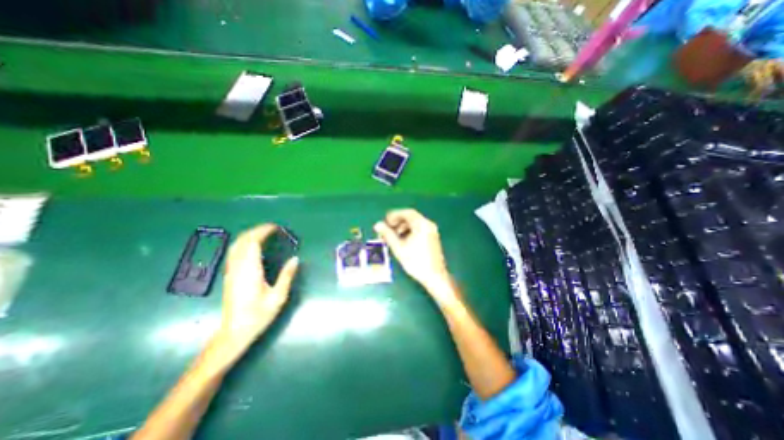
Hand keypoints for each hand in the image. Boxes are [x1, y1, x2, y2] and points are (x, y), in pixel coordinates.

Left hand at [215, 223, 298, 359]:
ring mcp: (231, 272)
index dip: (263, 232)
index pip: (252, 243)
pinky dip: (244, 243)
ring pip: (236, 246)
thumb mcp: (278, 297)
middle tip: (272, 228)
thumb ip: (286, 276)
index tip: (275, 227)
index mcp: (250, 271)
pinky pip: (234, 253)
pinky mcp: (229, 276)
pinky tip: (252, 246)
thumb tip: (295, 259)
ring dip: (249, 236)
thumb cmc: (258, 315)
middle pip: (243, 241)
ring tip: (264, 233)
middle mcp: (238, 268)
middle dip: (256, 231)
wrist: (234, 332)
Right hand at [373, 209, 453, 298]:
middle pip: (411, 217)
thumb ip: (387, 234)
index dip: (394, 215)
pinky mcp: (432, 237)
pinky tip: (403, 240)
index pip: (407, 213)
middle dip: (398, 222)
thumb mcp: (399, 248)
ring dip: (403, 227)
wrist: (434, 276)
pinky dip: (410, 231)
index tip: (385, 221)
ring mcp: (432, 231)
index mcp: (421, 224)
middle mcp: (428, 224)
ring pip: (415, 223)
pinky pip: (419, 229)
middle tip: (387, 229)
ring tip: (393, 236)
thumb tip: (377, 224)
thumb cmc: (415, 261)